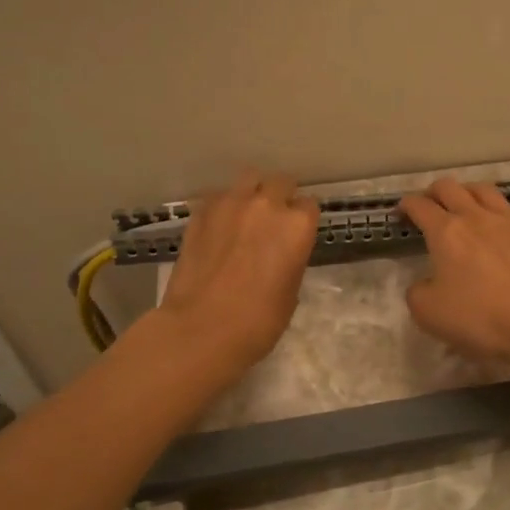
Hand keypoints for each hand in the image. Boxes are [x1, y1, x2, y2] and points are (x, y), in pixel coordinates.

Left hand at [160, 169, 319, 374]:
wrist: (201, 330)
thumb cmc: (257, 323)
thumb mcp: (290, 293)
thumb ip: (290, 260)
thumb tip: (280, 254)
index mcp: (297, 226)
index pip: (309, 205)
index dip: (303, 220)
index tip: (297, 233)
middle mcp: (267, 205)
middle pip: (280, 182)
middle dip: (280, 196)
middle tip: (273, 221)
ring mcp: (230, 204)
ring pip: (248, 179)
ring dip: (252, 193)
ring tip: (246, 215)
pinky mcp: (200, 212)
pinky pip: (218, 196)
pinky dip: (223, 205)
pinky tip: (219, 226)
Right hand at [398, 178, 509, 367]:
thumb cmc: (479, 319)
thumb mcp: (428, 313)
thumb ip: (417, 291)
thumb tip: (425, 282)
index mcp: (446, 231)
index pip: (419, 205)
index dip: (406, 206)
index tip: (401, 214)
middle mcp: (474, 216)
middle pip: (449, 187)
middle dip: (432, 193)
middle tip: (428, 208)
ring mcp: (506, 220)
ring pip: (480, 188)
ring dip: (464, 192)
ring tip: (461, 207)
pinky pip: (505, 205)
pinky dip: (491, 207)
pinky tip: (493, 224)